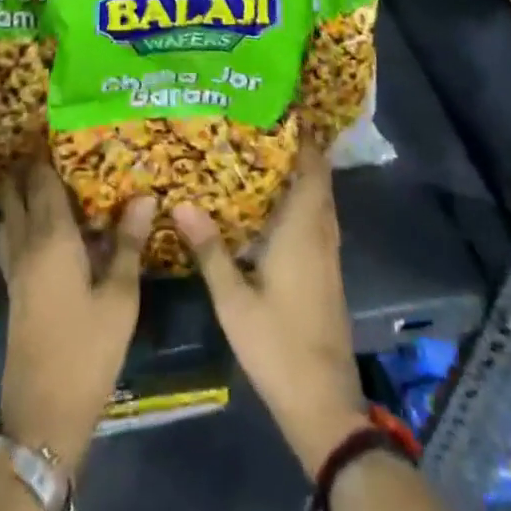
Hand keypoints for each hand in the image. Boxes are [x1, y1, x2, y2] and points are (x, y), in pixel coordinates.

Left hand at [0, 162, 154, 473]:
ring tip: (43, 177)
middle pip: (16, 193)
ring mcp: (14, 269)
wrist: (42, 413)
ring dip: (18, 192)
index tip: (57, 129)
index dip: (45, 154)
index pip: (41, 181)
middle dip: (26, 167)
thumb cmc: (87, 350)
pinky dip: (17, 218)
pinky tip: (38, 225)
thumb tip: (144, 195)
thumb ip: (129, 243)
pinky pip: (10, 237)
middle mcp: (26, 245)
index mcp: (52, 238)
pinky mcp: (12, 290)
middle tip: (52, 148)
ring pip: (8, 215)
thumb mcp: (120, 297)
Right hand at [173, 148, 370, 476]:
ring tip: (263, 152)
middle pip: (317, 176)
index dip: (302, 135)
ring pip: (319, 197)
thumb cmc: (278, 345)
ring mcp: (328, 252)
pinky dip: (302, 197)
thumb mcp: (234, 300)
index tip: (279, 107)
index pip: (311, 166)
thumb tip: (182, 202)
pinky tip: (273, 203)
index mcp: (303, 229)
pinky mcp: (327, 270)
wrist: (323, 402)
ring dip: (301, 172)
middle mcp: (321, 232)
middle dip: (297, 147)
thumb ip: (210, 249)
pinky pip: (317, 216)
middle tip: (260, 123)